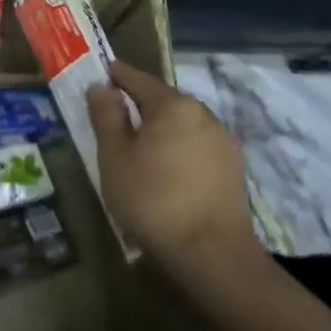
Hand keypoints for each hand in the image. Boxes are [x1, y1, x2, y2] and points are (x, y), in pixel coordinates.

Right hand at [86, 62, 263, 277]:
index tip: (98, 75)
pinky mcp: (233, 169)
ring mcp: (223, 141)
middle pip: (163, 100)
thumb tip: (100, 86)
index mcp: (172, 105)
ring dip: (160, 130)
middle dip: (138, 105)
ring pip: (182, 125)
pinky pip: (196, 147)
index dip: (114, 75)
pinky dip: (178, 150)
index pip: (137, 78)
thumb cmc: (152, 200)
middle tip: (112, 119)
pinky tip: (166, 172)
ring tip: (138, 150)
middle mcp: (203, 114)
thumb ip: (106, 116)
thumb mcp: (114, 157)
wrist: (211, 254)